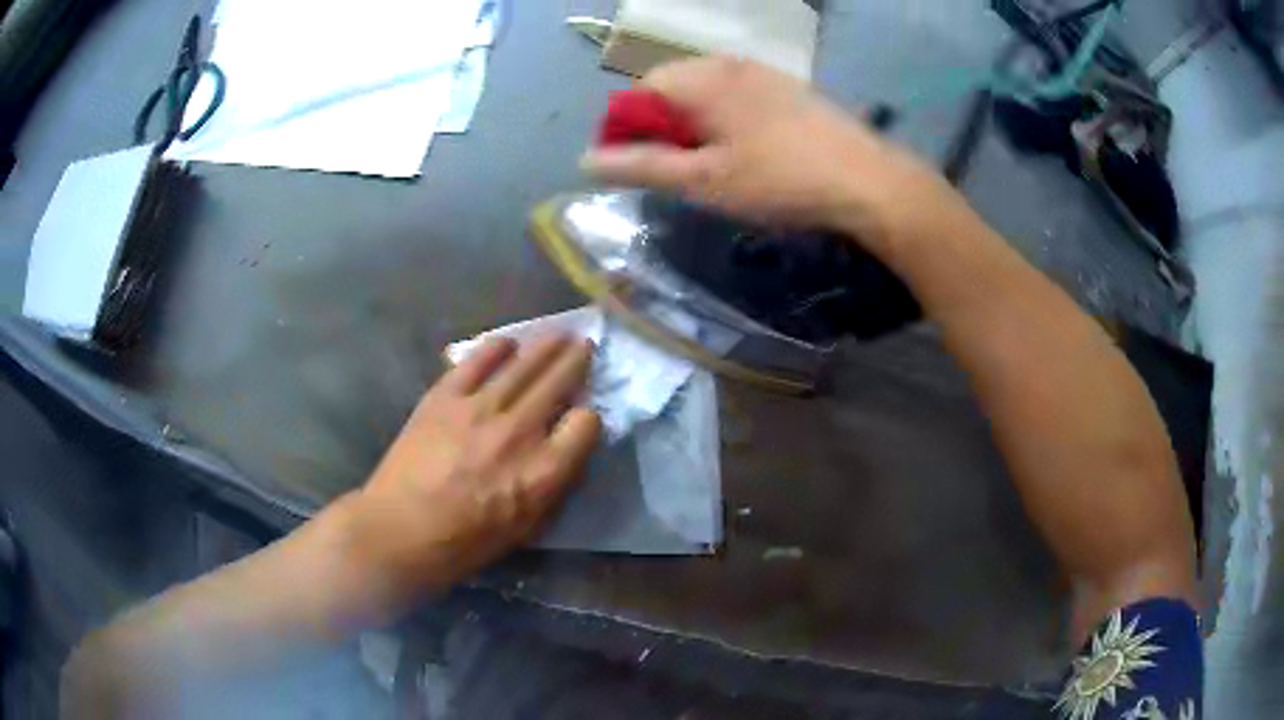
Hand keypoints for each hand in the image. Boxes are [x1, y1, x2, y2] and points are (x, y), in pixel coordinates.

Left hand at [336, 335, 600, 615]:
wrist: (400, 530)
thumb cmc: (465, 543)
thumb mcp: (525, 528)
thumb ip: (551, 486)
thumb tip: (563, 452)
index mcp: (543, 472)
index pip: (585, 425)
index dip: (589, 418)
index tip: (583, 418)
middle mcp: (518, 432)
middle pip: (558, 383)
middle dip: (577, 362)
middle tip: (584, 345)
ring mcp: (479, 409)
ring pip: (523, 365)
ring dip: (546, 346)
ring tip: (560, 334)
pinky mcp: (445, 397)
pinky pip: (477, 362)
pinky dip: (496, 348)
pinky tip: (508, 342)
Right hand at [581, 57, 941, 250]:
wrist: (867, 182)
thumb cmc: (779, 181)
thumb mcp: (703, 181)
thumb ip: (641, 167)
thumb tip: (585, 162)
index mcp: (700, 78)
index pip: (637, 93)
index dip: (627, 131)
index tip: (640, 170)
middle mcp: (727, 63)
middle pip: (670, 88)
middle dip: (662, 128)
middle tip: (679, 173)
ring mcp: (762, 72)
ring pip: (704, 92)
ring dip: (693, 125)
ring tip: (712, 166)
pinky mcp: (787, 87)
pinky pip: (736, 95)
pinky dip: (724, 120)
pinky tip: (746, 152)